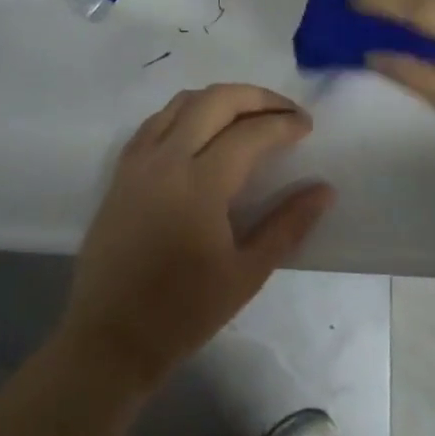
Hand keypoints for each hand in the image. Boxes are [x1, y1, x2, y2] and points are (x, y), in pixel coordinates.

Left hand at [60, 84, 335, 389]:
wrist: (111, 337)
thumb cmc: (184, 312)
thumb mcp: (247, 274)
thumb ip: (288, 225)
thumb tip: (324, 189)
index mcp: (200, 185)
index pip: (250, 133)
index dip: (284, 124)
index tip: (306, 127)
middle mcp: (166, 159)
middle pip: (215, 101)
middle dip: (257, 97)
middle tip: (285, 112)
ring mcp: (138, 161)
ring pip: (182, 102)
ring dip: (221, 99)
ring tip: (249, 116)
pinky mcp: (121, 171)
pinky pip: (156, 121)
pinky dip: (186, 112)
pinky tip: (202, 131)